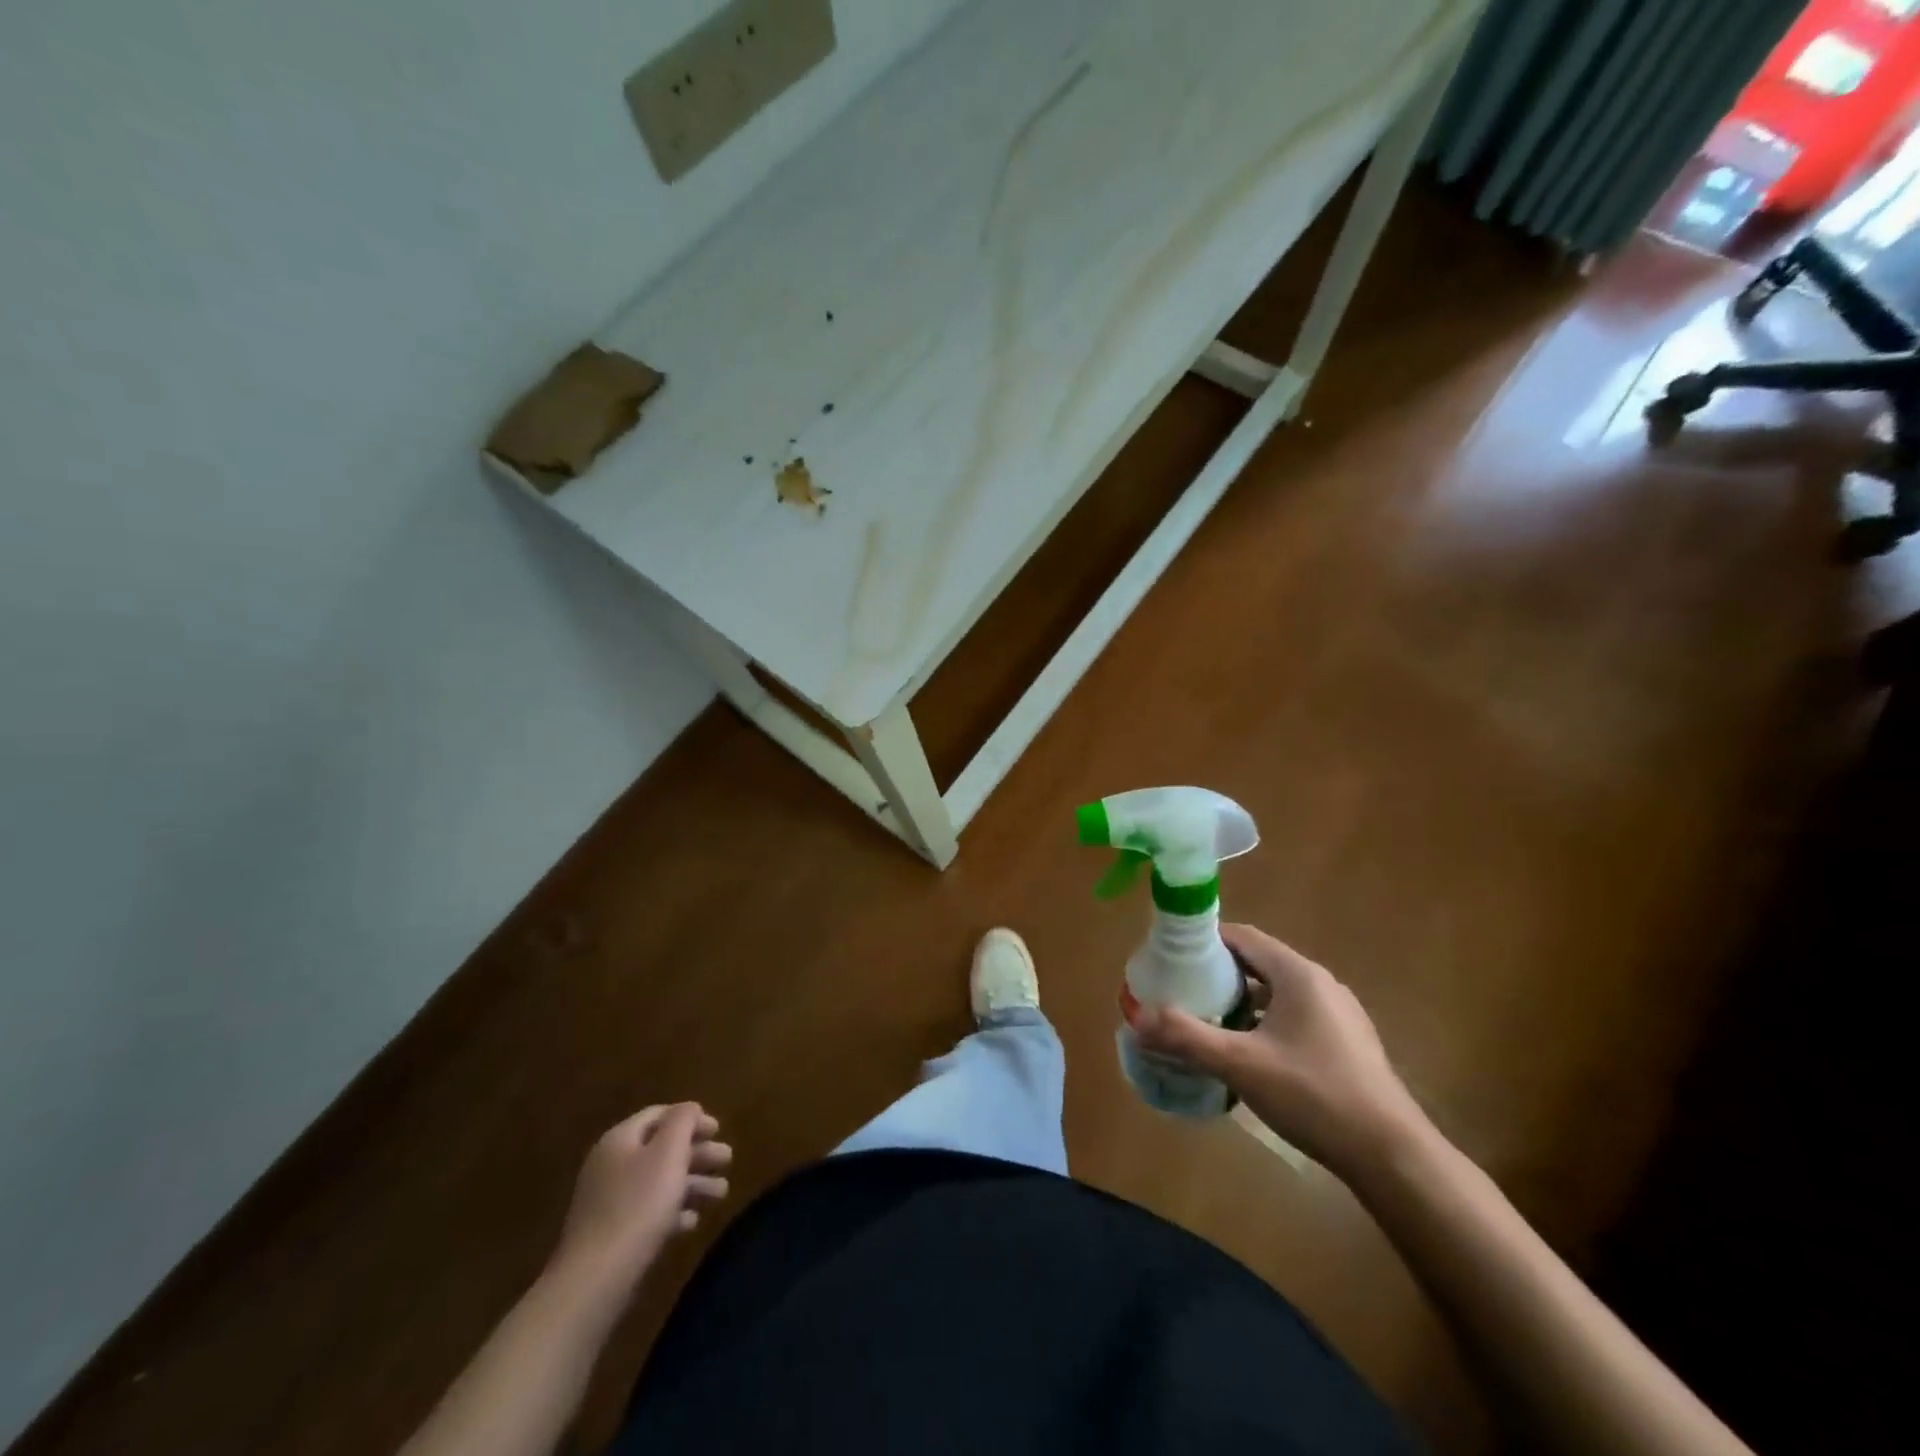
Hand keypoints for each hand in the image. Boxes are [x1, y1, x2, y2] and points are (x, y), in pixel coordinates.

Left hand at [551, 1103, 731, 1296]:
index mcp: (620, 1140)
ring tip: (721, 1194)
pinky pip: (647, 1211)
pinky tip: (692, 1222)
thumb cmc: (638, 1206)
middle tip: (727, 1160)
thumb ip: (682, 1122)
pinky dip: (672, 1210)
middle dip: (697, 1152)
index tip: (719, 1130)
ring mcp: (608, 1201)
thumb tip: (690, 1108)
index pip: (659, 1115)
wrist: (594, 1281)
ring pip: (658, 1181)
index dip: (691, 1118)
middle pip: (661, 1148)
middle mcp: (611, 1165)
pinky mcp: (610, 1234)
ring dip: (692, 1183)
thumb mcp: (668, 1154)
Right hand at [1129, 925, 1426, 1178]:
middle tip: (1182, 992)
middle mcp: (1320, 983)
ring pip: (1276, 993)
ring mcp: (1338, 1014)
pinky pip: (1294, 1017)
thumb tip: (1136, 1018)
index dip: (1205, 941)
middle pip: (1258, 963)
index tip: (1172, 957)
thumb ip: (1186, 1037)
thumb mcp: (1241, 1064)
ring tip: (1207, 1023)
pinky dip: (1264, 1023)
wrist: (1391, 1156)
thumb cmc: (1314, 1095)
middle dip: (1218, 975)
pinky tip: (1247, 1055)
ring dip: (1241, 1002)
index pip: (1243, 936)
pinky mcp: (1346, 1043)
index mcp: (1298, 974)